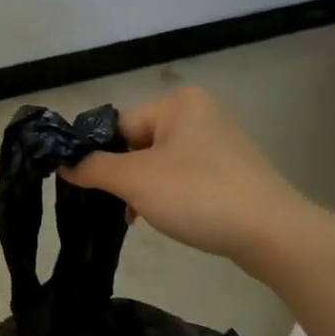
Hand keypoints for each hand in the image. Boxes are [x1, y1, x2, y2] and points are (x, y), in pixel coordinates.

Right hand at [60, 87, 311, 262]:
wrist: (270, 232)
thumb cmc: (198, 194)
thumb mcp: (135, 180)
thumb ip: (93, 168)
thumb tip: (64, 162)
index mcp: (178, 103)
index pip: (119, 125)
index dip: (100, 157)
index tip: (90, 189)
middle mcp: (200, 114)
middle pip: (139, 144)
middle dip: (125, 177)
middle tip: (120, 207)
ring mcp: (219, 144)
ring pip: (161, 164)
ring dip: (145, 190)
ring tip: (142, 218)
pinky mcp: (232, 173)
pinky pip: (186, 179)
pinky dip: (171, 197)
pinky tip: (168, 219)